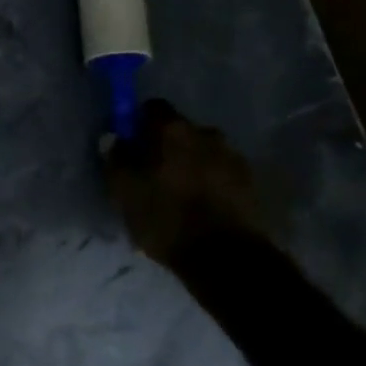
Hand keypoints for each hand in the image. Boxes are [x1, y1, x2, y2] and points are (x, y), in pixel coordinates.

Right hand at [103, 99, 265, 265]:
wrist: (226, 257)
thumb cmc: (165, 216)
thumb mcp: (124, 190)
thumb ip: (116, 158)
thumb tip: (114, 138)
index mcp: (173, 129)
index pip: (152, 108)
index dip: (138, 123)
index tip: (130, 144)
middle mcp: (207, 133)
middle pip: (180, 131)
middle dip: (166, 147)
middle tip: (152, 173)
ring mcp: (233, 158)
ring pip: (203, 153)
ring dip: (191, 165)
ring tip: (179, 195)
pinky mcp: (251, 185)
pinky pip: (221, 175)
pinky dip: (210, 184)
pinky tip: (201, 208)